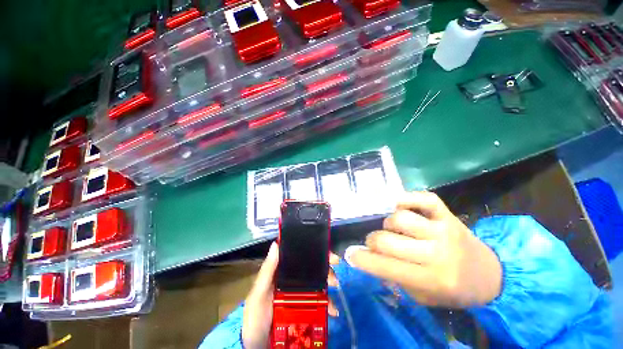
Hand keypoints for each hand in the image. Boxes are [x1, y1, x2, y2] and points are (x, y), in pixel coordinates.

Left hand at [242, 243, 338, 348]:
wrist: (257, 346)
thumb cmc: (256, 316)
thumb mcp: (259, 293)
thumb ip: (267, 270)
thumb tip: (276, 244)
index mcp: (282, 272)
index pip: (299, 256)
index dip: (314, 251)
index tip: (328, 254)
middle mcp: (292, 280)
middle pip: (312, 268)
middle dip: (325, 269)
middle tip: (334, 278)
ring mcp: (299, 294)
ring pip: (317, 283)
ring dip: (328, 286)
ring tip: (333, 296)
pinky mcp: (304, 309)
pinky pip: (319, 303)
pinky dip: (328, 304)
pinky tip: (332, 311)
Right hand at [345, 191, 501, 307]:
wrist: (489, 275)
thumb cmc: (453, 290)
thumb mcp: (423, 297)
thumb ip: (396, 277)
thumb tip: (369, 257)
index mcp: (432, 280)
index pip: (385, 267)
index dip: (362, 260)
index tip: (350, 254)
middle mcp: (437, 253)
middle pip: (387, 240)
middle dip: (372, 241)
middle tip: (372, 243)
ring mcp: (443, 230)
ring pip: (400, 218)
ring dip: (388, 223)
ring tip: (391, 229)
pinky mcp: (448, 215)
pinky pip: (423, 199)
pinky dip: (406, 198)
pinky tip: (397, 205)